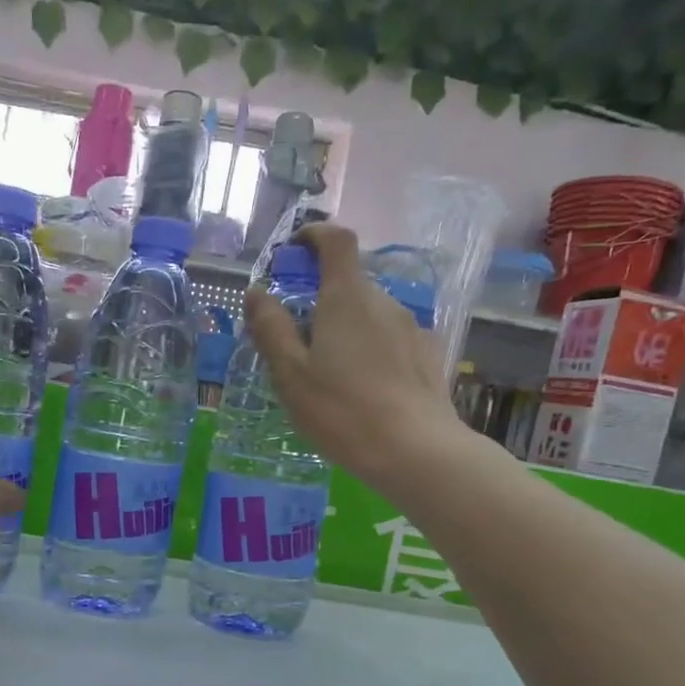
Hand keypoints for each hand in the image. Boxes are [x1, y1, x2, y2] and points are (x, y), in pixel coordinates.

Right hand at [246, 223, 464, 490]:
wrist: (415, 451)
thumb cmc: (342, 411)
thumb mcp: (291, 374)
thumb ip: (271, 328)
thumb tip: (257, 292)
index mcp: (346, 297)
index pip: (336, 240)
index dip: (314, 234)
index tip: (294, 249)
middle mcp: (383, 301)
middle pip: (349, 284)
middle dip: (321, 300)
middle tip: (297, 341)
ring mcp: (410, 328)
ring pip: (370, 315)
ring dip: (346, 329)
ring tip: (330, 374)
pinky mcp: (427, 356)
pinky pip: (390, 340)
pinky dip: (370, 350)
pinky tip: (364, 389)